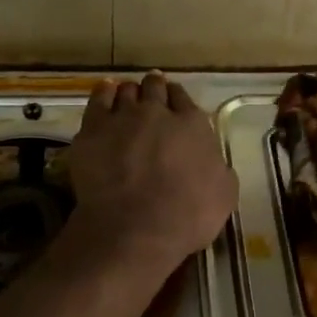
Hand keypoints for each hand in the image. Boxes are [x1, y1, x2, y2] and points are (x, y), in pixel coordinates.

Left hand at [69, 71, 237, 271]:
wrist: (135, 229)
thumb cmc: (186, 216)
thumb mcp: (224, 194)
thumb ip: (219, 168)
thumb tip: (214, 162)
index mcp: (193, 125)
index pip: (183, 98)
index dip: (177, 99)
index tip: (173, 103)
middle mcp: (157, 112)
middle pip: (154, 87)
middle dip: (153, 88)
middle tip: (151, 96)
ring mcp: (122, 118)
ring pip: (126, 91)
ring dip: (129, 92)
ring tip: (128, 98)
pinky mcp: (93, 130)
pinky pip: (98, 100)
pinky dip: (104, 93)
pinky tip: (105, 93)